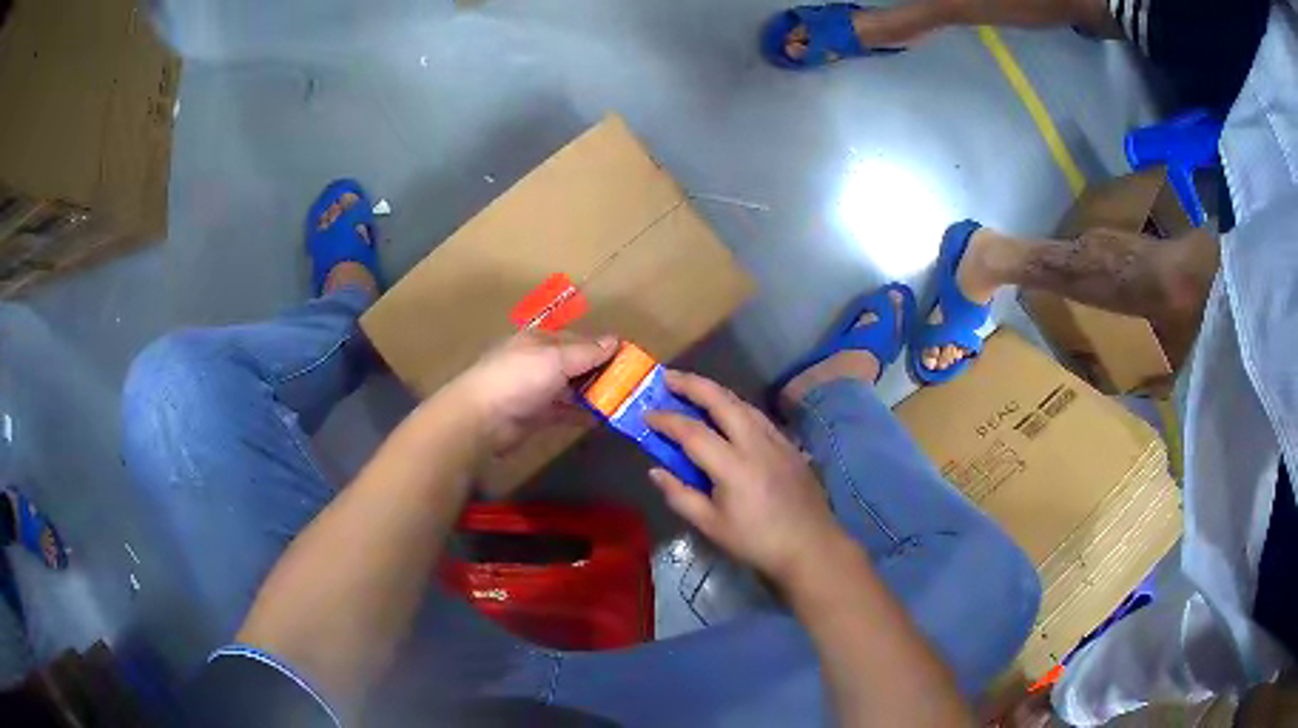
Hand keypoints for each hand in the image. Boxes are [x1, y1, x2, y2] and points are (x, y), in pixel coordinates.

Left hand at [450, 330, 617, 454]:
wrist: (481, 419)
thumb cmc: (518, 378)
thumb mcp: (555, 359)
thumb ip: (586, 352)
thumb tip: (616, 340)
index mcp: (540, 341)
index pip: (580, 340)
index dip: (604, 349)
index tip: (632, 360)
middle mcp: (539, 362)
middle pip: (577, 365)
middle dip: (603, 373)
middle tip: (633, 386)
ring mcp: (537, 390)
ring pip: (573, 389)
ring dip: (595, 395)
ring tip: (625, 403)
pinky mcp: (536, 415)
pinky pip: (566, 411)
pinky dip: (583, 414)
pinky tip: (604, 419)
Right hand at [645, 370, 845, 583]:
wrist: (810, 546)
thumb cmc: (757, 541)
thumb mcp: (711, 526)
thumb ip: (680, 496)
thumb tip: (656, 471)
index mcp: (733, 466)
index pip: (693, 432)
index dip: (666, 420)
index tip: (646, 415)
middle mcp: (755, 443)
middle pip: (721, 401)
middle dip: (692, 384)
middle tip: (667, 377)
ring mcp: (776, 440)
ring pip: (743, 403)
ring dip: (715, 391)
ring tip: (693, 388)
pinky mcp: (789, 445)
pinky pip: (758, 416)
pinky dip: (736, 406)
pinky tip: (728, 411)